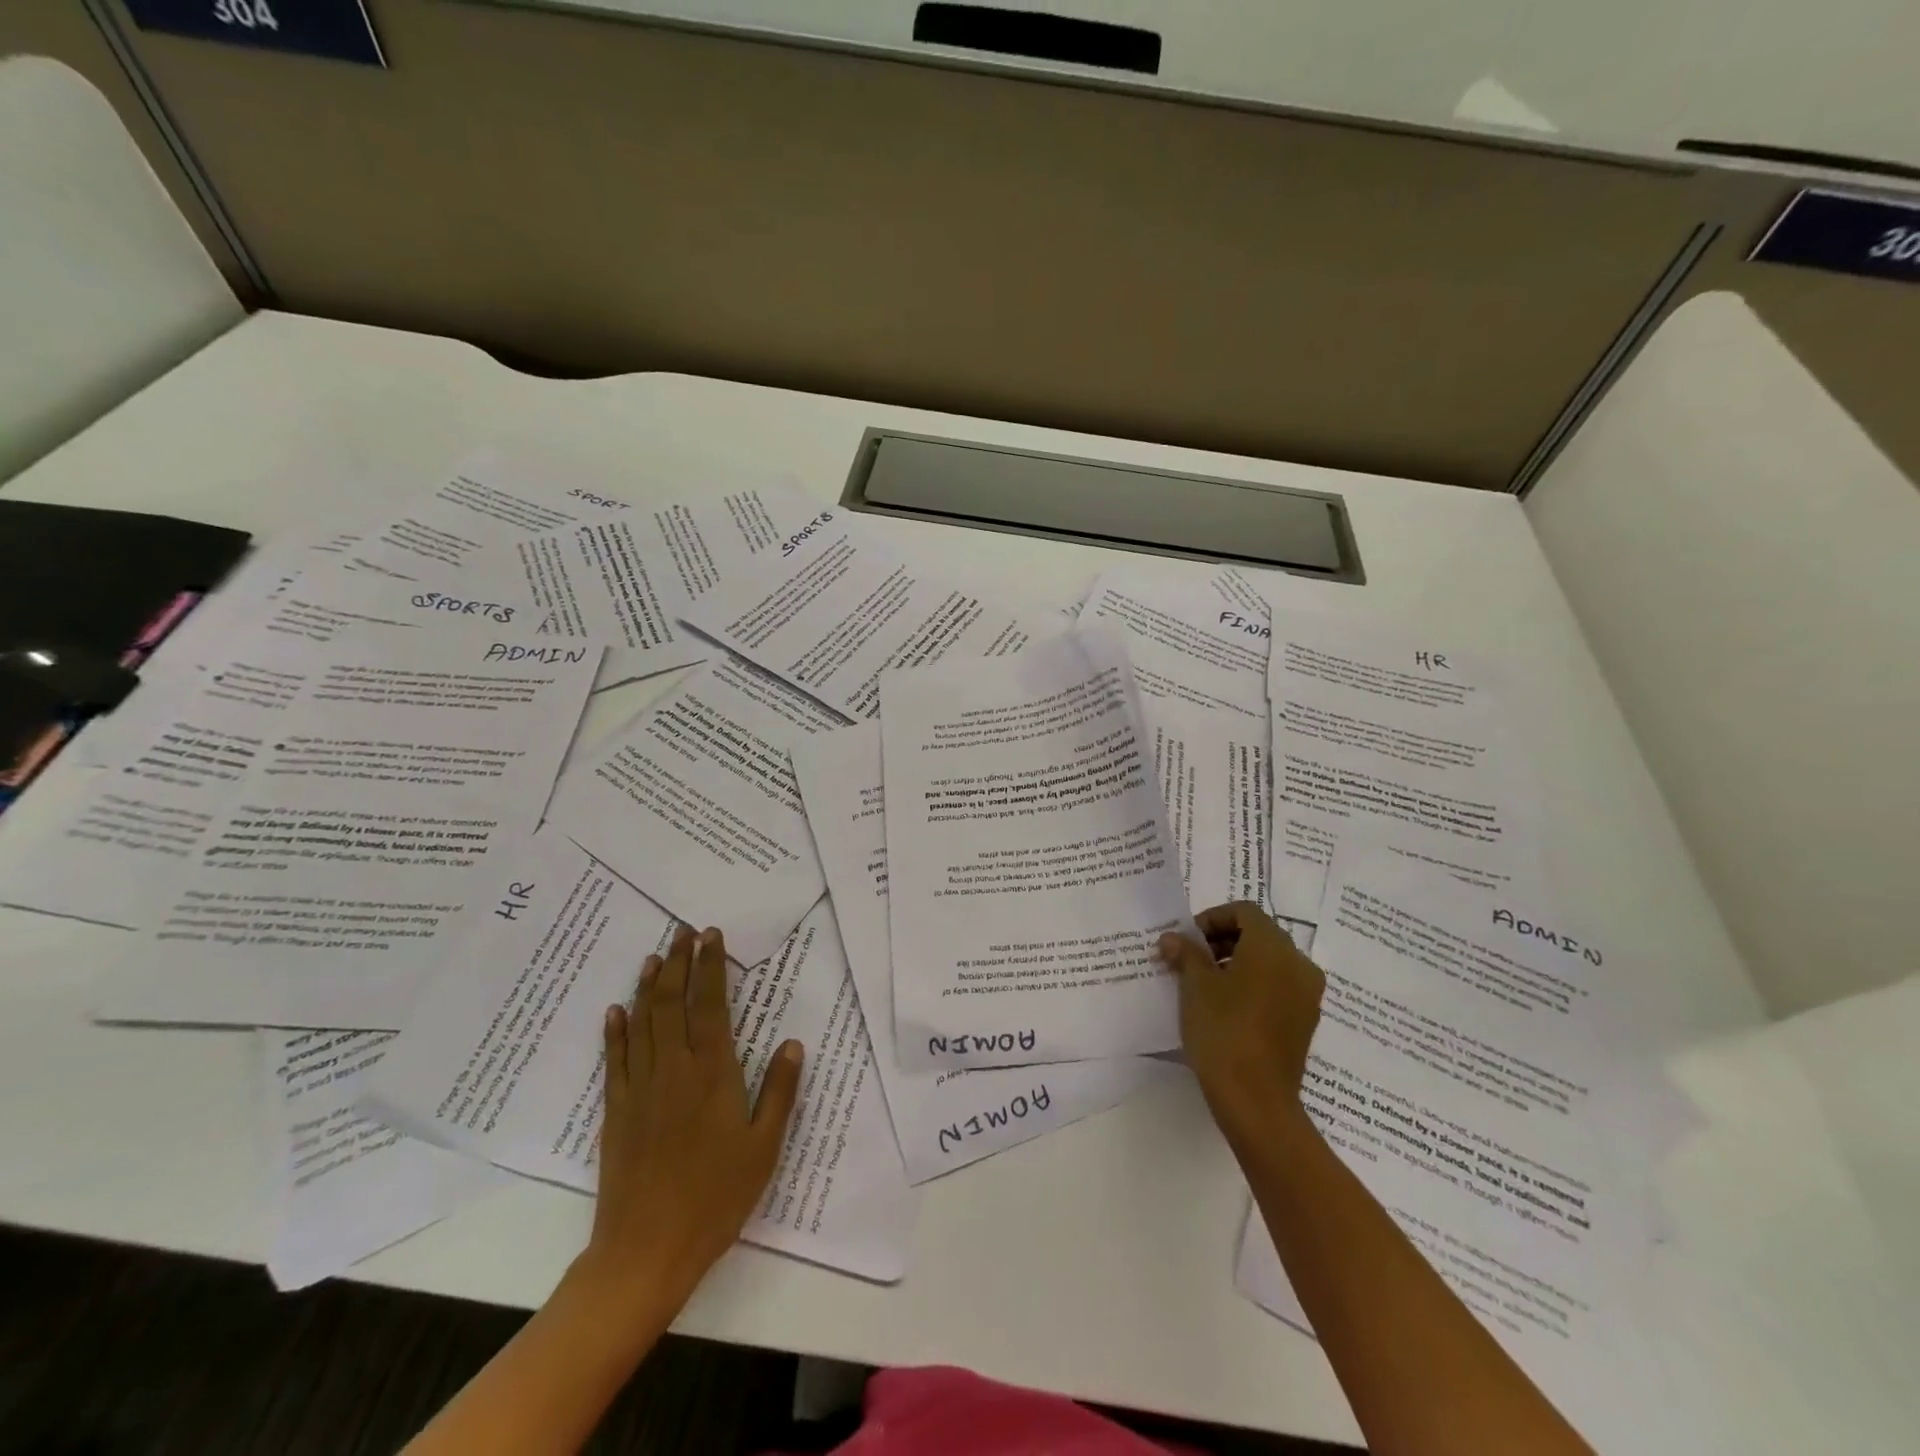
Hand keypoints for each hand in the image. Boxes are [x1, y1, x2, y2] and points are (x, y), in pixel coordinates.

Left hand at [583, 925, 804, 1312]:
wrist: (646, 1251)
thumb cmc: (715, 1198)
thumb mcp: (764, 1147)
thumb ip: (779, 1091)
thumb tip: (793, 1042)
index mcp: (713, 1073)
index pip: (712, 1005)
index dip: (711, 966)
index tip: (710, 936)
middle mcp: (674, 1069)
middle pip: (672, 1002)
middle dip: (679, 962)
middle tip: (683, 931)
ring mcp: (640, 1088)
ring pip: (642, 1022)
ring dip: (648, 985)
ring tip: (655, 956)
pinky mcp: (616, 1111)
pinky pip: (615, 1059)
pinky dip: (615, 1030)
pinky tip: (616, 1010)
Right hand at [1158, 902, 1323, 1150]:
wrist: (1256, 1100)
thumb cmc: (1223, 1030)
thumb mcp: (1195, 986)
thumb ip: (1185, 954)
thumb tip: (1173, 939)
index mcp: (1273, 947)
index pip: (1244, 912)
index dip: (1212, 918)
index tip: (1187, 940)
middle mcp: (1298, 964)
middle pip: (1259, 934)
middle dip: (1222, 940)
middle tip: (1190, 959)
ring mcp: (1306, 995)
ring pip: (1269, 962)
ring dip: (1236, 962)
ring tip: (1203, 984)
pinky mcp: (1305, 1021)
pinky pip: (1278, 986)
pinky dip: (1253, 985)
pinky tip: (1226, 1007)